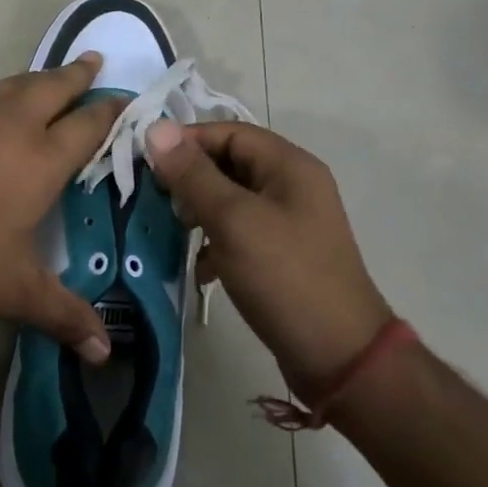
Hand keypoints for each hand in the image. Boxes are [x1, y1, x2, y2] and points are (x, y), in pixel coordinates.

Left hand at [0, 55, 123, 363]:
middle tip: (93, 59)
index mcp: (42, 160)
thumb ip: (62, 314)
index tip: (127, 99)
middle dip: (77, 74)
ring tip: (46, 73)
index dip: (111, 112)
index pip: (89, 126)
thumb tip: (105, 353)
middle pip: (55, 87)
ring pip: (12, 82)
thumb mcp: (12, 291)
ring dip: (34, 76)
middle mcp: (13, 124)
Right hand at [145, 120, 390, 393]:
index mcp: (289, 165)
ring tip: (174, 231)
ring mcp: (289, 222)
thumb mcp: (234, 220)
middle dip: (190, 178)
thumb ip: (193, 174)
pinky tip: (199, 267)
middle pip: (229, 163)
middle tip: (158, 201)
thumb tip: (155, 127)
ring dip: (200, 211)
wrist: (340, 359)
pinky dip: (216, 242)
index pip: (228, 132)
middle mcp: (292, 185)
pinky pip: (240, 232)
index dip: (186, 141)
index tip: (147, 163)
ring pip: (231, 199)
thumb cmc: (285, 277)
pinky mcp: (282, 255)